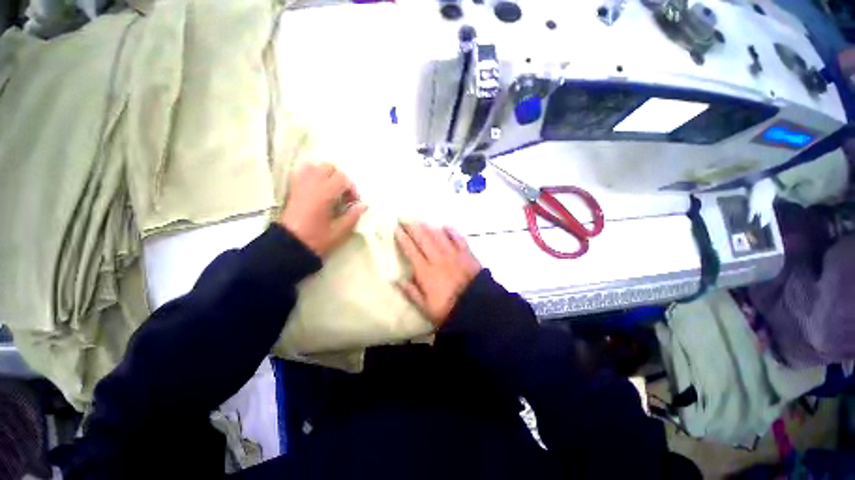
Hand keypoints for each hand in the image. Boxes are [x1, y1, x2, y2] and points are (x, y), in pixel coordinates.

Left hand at [279, 163, 366, 256]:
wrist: (289, 246)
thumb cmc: (316, 239)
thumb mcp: (339, 232)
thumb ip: (353, 216)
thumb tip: (363, 206)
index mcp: (324, 195)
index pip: (342, 178)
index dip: (351, 188)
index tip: (353, 202)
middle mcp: (311, 185)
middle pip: (328, 167)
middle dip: (339, 178)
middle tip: (343, 194)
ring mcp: (300, 186)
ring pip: (314, 166)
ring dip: (325, 174)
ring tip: (330, 189)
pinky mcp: (293, 190)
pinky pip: (302, 173)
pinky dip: (311, 175)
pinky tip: (317, 188)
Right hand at [395, 223, 481, 326]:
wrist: (477, 308)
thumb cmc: (448, 310)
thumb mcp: (425, 307)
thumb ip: (411, 292)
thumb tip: (396, 280)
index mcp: (426, 272)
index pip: (411, 251)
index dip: (403, 239)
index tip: (397, 229)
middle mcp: (438, 259)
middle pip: (423, 239)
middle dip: (413, 227)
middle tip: (405, 218)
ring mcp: (454, 255)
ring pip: (439, 236)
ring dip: (429, 227)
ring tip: (421, 221)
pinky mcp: (467, 255)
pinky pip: (459, 239)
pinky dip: (452, 232)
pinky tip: (446, 226)